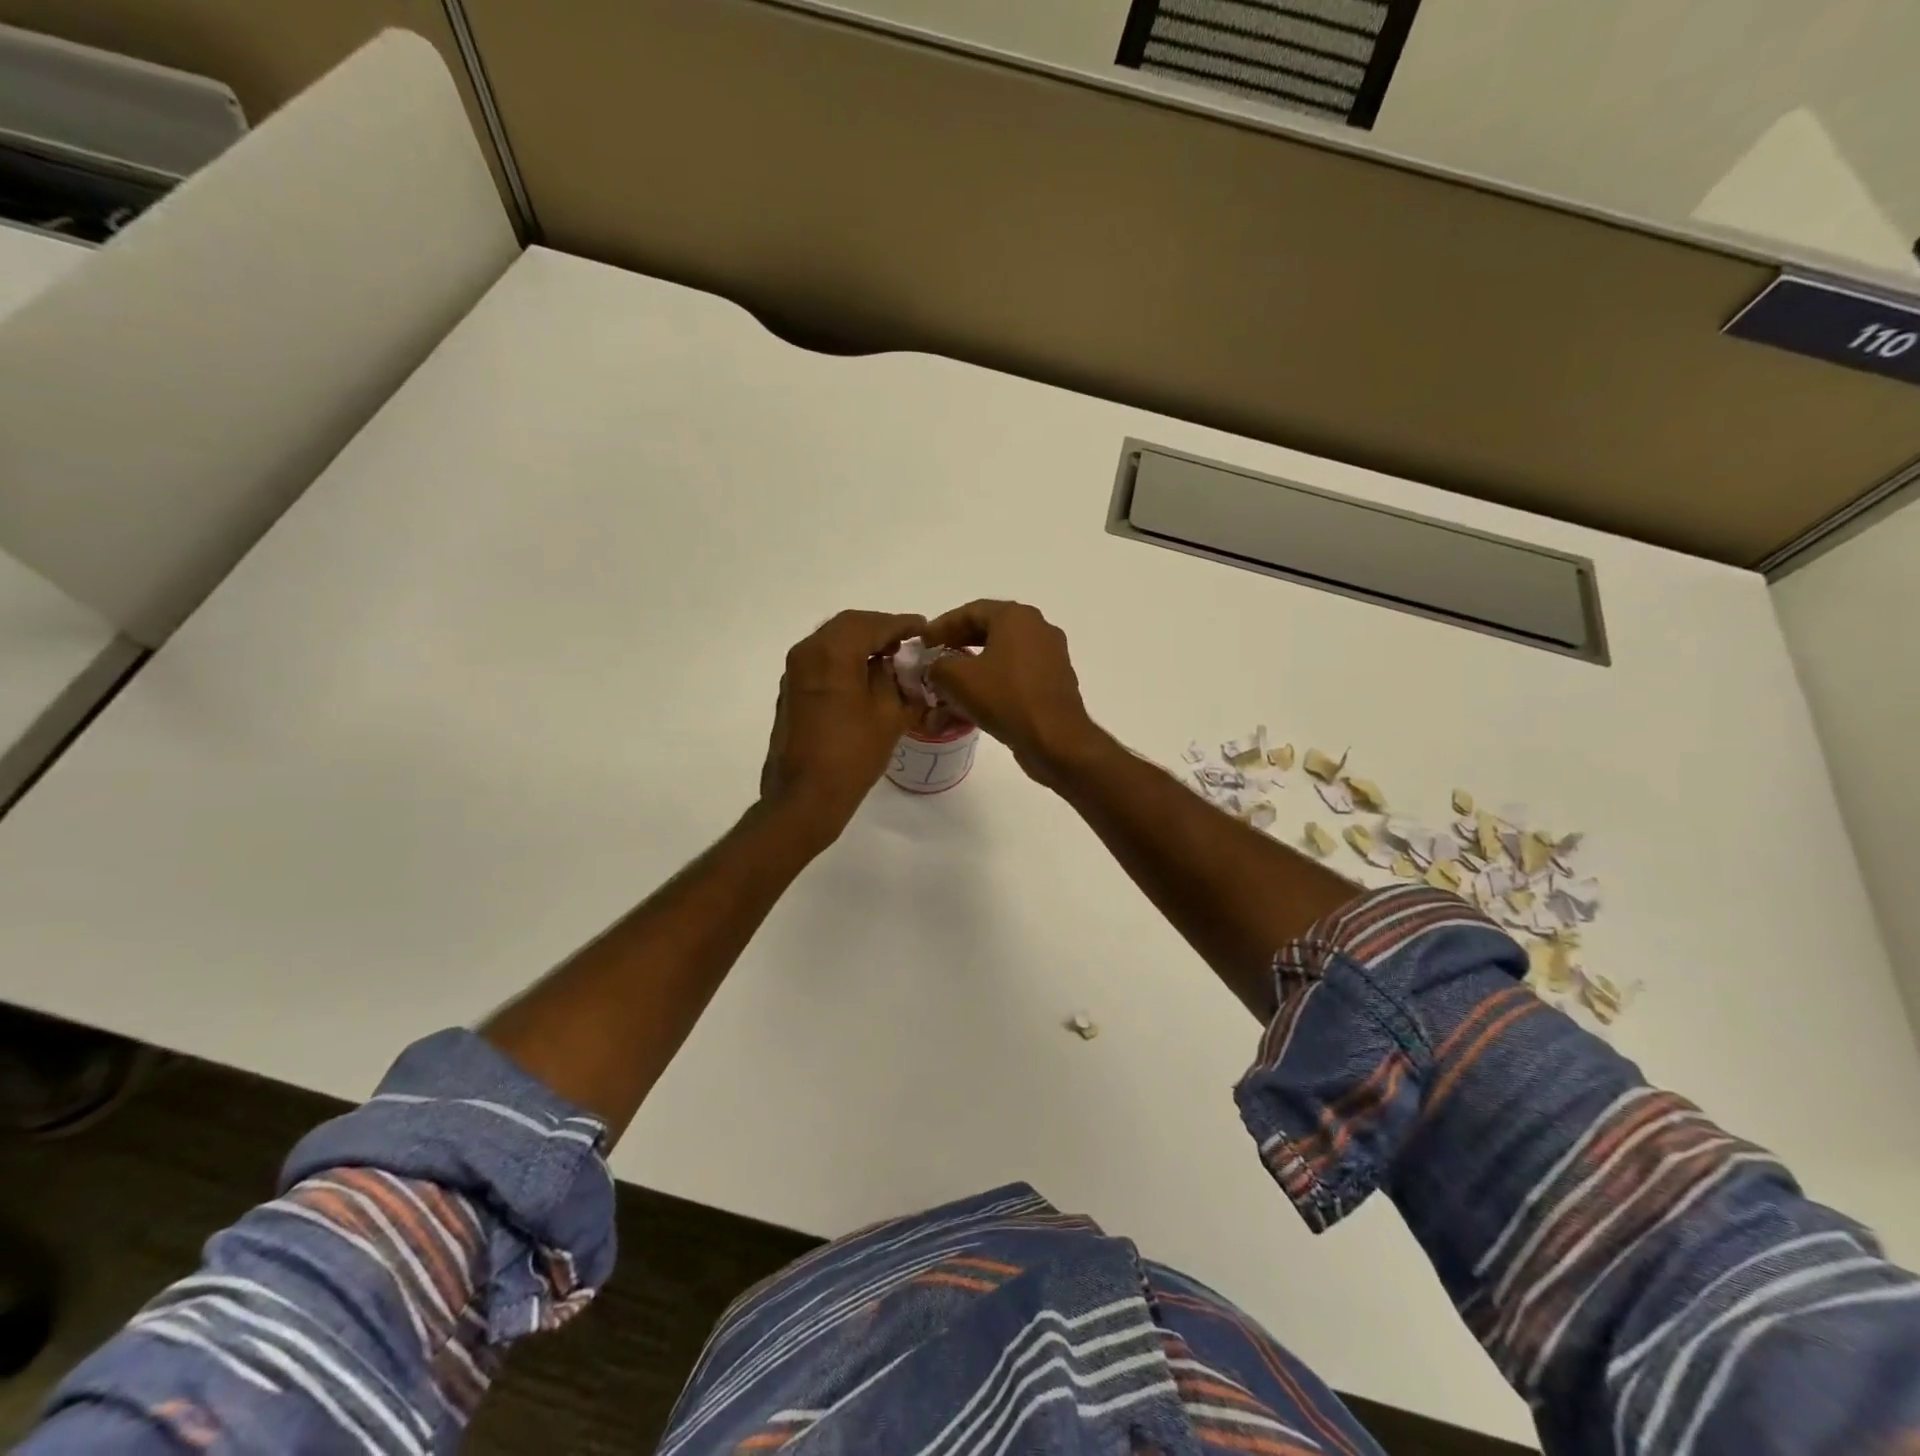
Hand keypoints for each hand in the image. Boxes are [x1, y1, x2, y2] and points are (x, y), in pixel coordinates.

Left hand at [761, 610, 925, 837]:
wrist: (804, 796)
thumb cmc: (852, 755)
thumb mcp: (888, 715)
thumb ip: (895, 681)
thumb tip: (894, 666)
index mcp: (833, 653)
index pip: (872, 624)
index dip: (901, 624)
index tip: (923, 628)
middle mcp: (808, 652)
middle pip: (848, 626)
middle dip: (880, 629)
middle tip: (907, 642)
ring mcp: (794, 672)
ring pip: (832, 641)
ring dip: (861, 643)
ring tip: (889, 658)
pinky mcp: (790, 691)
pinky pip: (821, 660)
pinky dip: (844, 659)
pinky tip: (865, 677)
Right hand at [923, 600, 1100, 785]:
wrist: (1055, 738)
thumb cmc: (1005, 698)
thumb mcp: (957, 679)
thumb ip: (937, 666)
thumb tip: (935, 668)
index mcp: (1016, 617)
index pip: (971, 611)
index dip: (941, 626)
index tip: (922, 642)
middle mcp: (1037, 628)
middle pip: (989, 630)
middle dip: (958, 644)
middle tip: (935, 657)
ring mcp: (1050, 655)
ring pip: (1003, 654)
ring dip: (974, 666)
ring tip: (951, 683)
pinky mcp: (1054, 681)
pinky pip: (1016, 674)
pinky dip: (994, 682)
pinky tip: (975, 702)